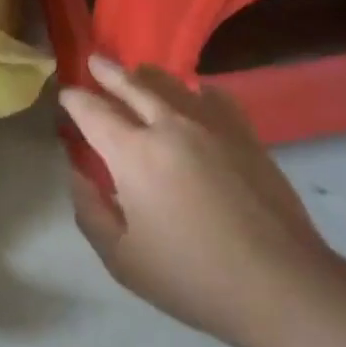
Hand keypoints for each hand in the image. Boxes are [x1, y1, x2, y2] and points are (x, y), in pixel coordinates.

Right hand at [59, 56, 330, 345]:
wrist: (279, 285)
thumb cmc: (192, 277)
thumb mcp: (122, 259)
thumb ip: (91, 211)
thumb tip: (78, 173)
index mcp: (133, 153)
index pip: (93, 112)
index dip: (74, 100)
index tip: (66, 95)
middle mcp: (169, 126)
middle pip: (131, 84)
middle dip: (108, 72)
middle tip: (95, 61)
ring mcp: (211, 125)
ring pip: (172, 84)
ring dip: (147, 76)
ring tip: (138, 73)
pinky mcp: (244, 134)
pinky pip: (214, 97)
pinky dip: (196, 91)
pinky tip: (196, 96)